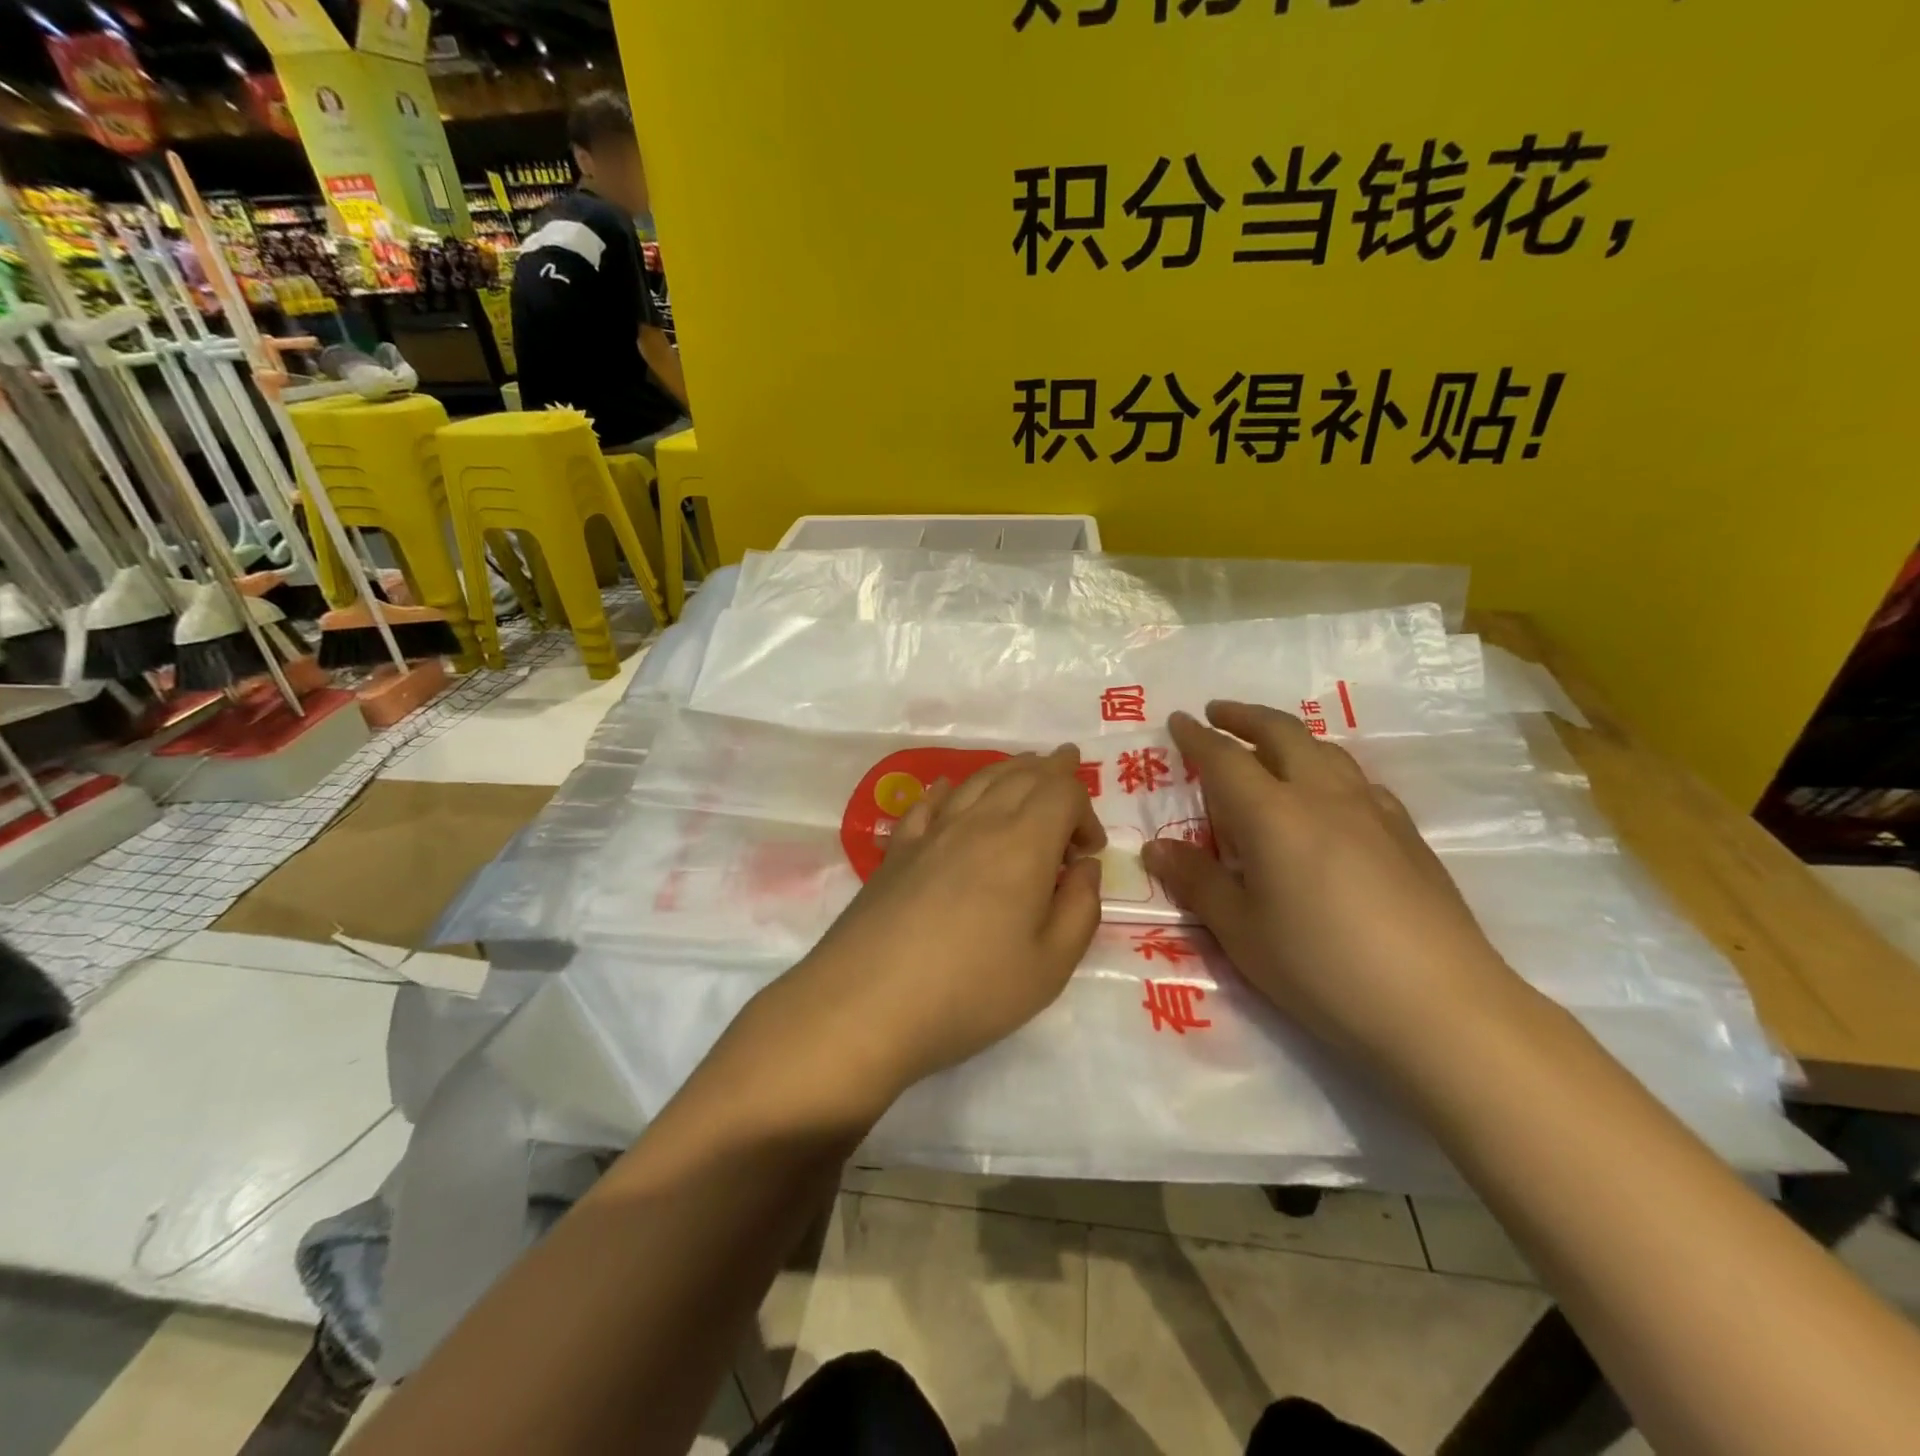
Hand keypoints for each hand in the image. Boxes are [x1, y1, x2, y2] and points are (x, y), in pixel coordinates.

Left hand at [782, 747, 1105, 1107]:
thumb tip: (1084, 867)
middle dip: (1051, 770)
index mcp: (1023, 844)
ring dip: (1008, 770)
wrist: (867, 1002)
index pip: (1062, 792)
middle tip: (1068, 768)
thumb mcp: (1050, 965)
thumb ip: (1080, 909)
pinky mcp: (896, 851)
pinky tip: (947, 789)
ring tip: (1024, 771)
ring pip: (976, 780)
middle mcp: (977, 823)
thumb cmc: (971, 990)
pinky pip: (926, 804)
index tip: (1088, 852)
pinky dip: (946, 790)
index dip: (1085, 810)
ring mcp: (931, 833)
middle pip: (1020, 774)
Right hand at [1144, 702, 1525, 1073]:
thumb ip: (1197, 882)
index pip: (1225, 759)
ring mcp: (1373, 812)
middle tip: (1219, 714)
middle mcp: (1324, 797)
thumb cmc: (1321, 968)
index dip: (1197, 737)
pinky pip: (1358, 782)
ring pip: (1326, 751)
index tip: (1179, 720)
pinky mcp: (1408, 836)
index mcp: (1274, 815)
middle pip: (1283, 734)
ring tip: (1270, 749)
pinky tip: (1328, 801)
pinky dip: (1328, 771)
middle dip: (1246, 717)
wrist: (1441, 1006)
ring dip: (1289, 738)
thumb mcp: (1241, 932)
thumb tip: (1156, 847)